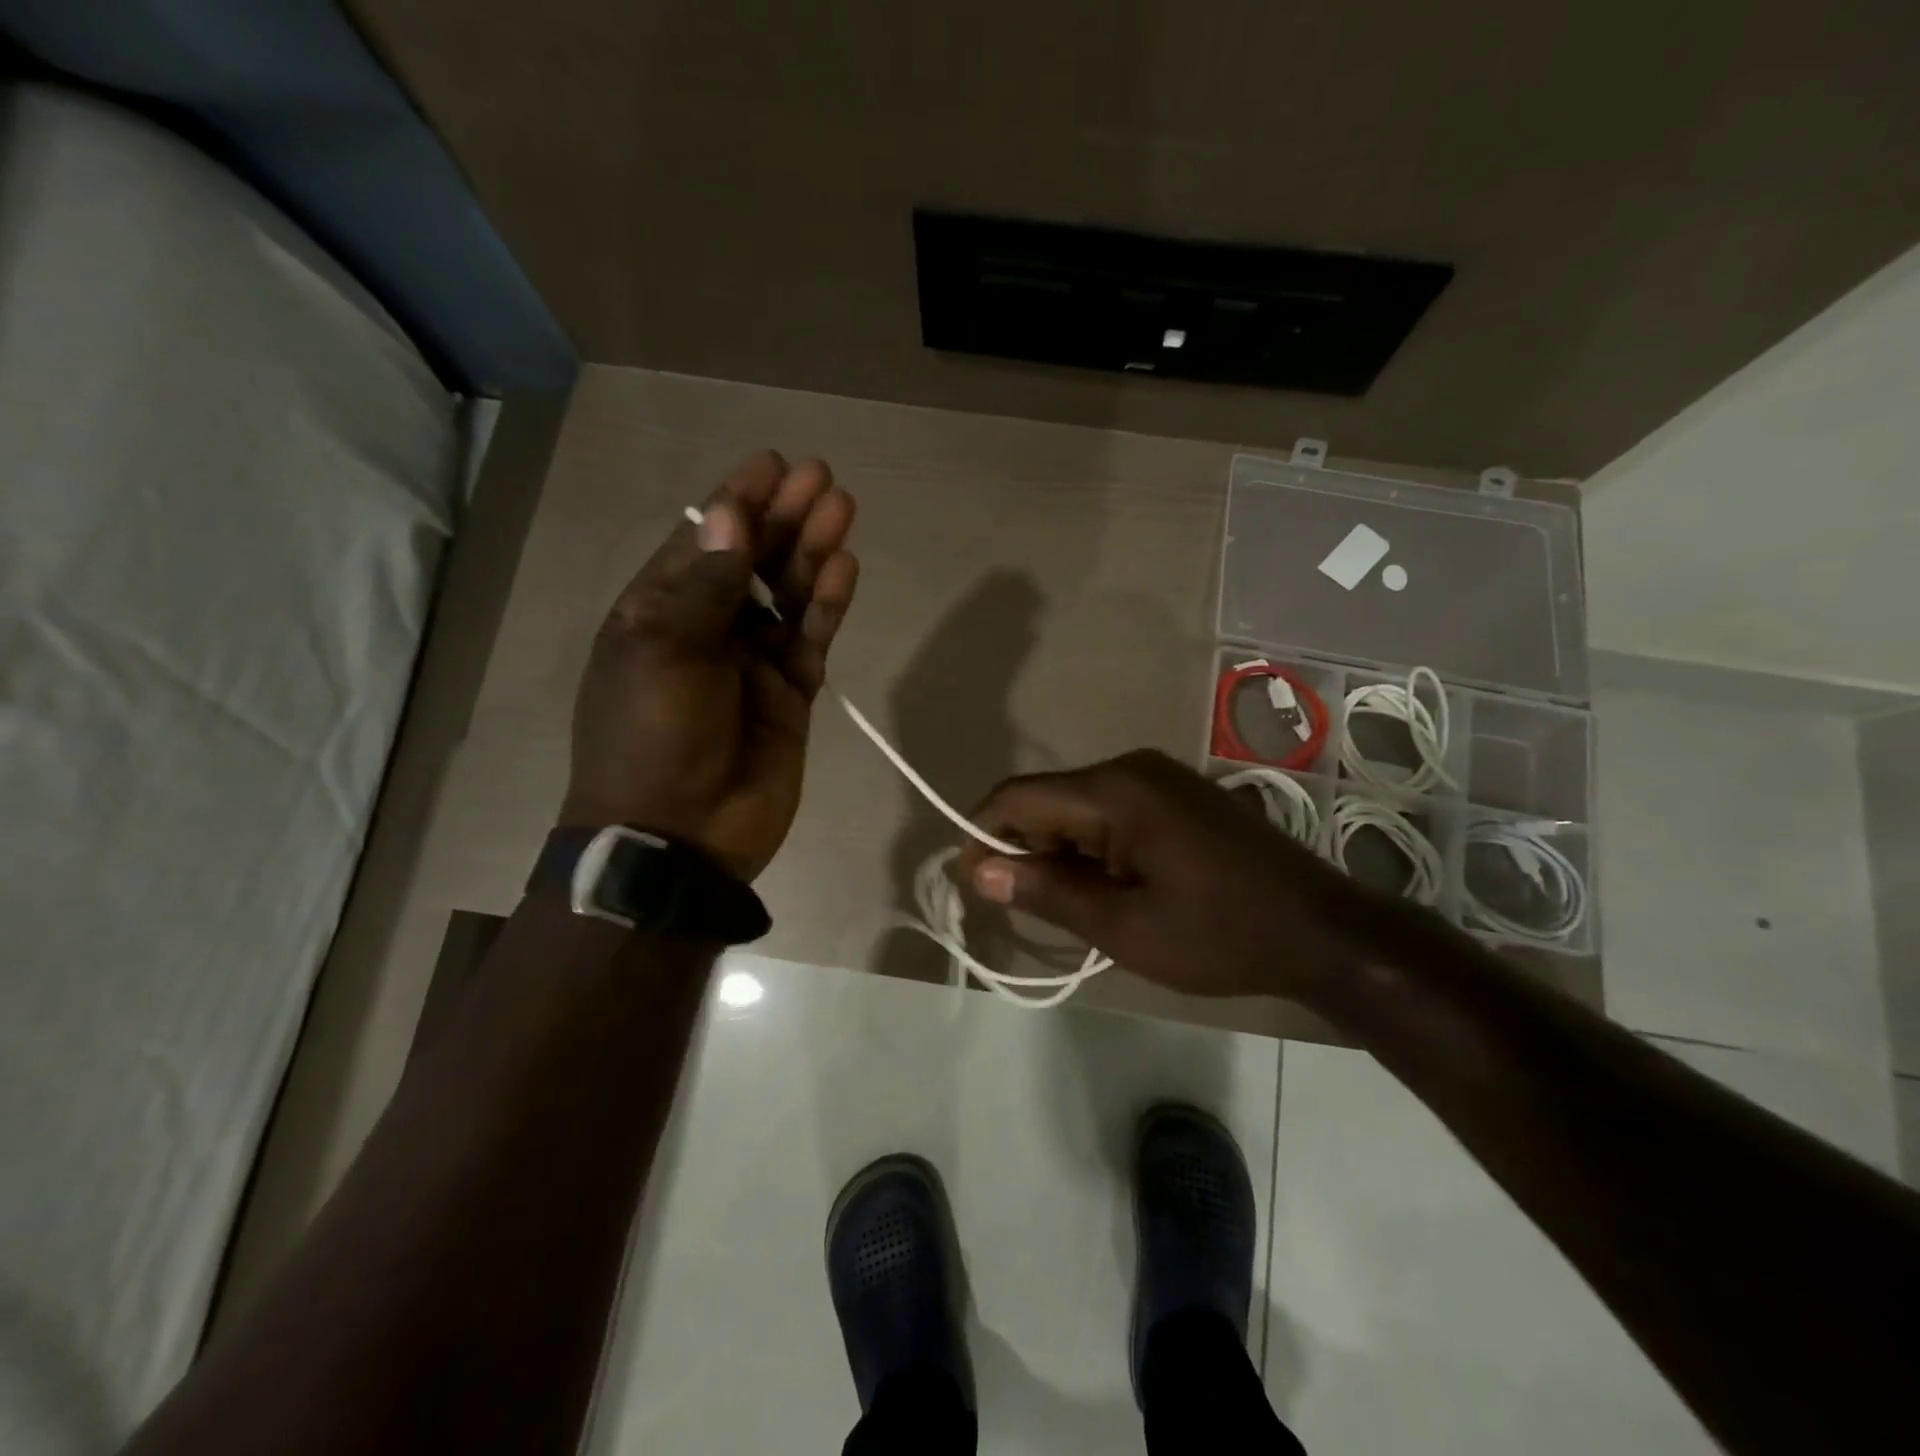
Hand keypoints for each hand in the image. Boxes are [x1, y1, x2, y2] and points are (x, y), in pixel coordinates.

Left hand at [560, 451, 857, 880]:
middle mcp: (707, 628)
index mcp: (658, 611)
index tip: (773, 464)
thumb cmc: (652, 736)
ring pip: (789, 595)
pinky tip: (845, 570)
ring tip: (842, 510)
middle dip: (784, 518)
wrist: (679, 836)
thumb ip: (707, 586)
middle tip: (822, 479)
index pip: (703, 541)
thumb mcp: (664, 651)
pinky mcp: (791, 694)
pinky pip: (812, 640)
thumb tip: (731, 516)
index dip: (737, 501)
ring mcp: (752, 662)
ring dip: (813, 554)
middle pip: (752, 560)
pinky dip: (828, 607)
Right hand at [954, 750, 1385, 999]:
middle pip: (1048, 799)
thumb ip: (1047, 892)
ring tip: (1073, 910)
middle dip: (1025, 850)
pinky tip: (1110, 891)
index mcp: (1115, 790)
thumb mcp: (1124, 927)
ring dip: (1061, 853)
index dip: (983, 836)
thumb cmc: (1219, 934)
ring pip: (1079, 807)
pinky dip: (1094, 849)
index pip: (1018, 797)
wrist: (1324, 932)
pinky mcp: (1179, 796)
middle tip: (1026, 911)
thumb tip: (980, 871)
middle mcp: (1132, 768)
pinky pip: (1112, 812)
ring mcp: (1160, 778)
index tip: (974, 886)